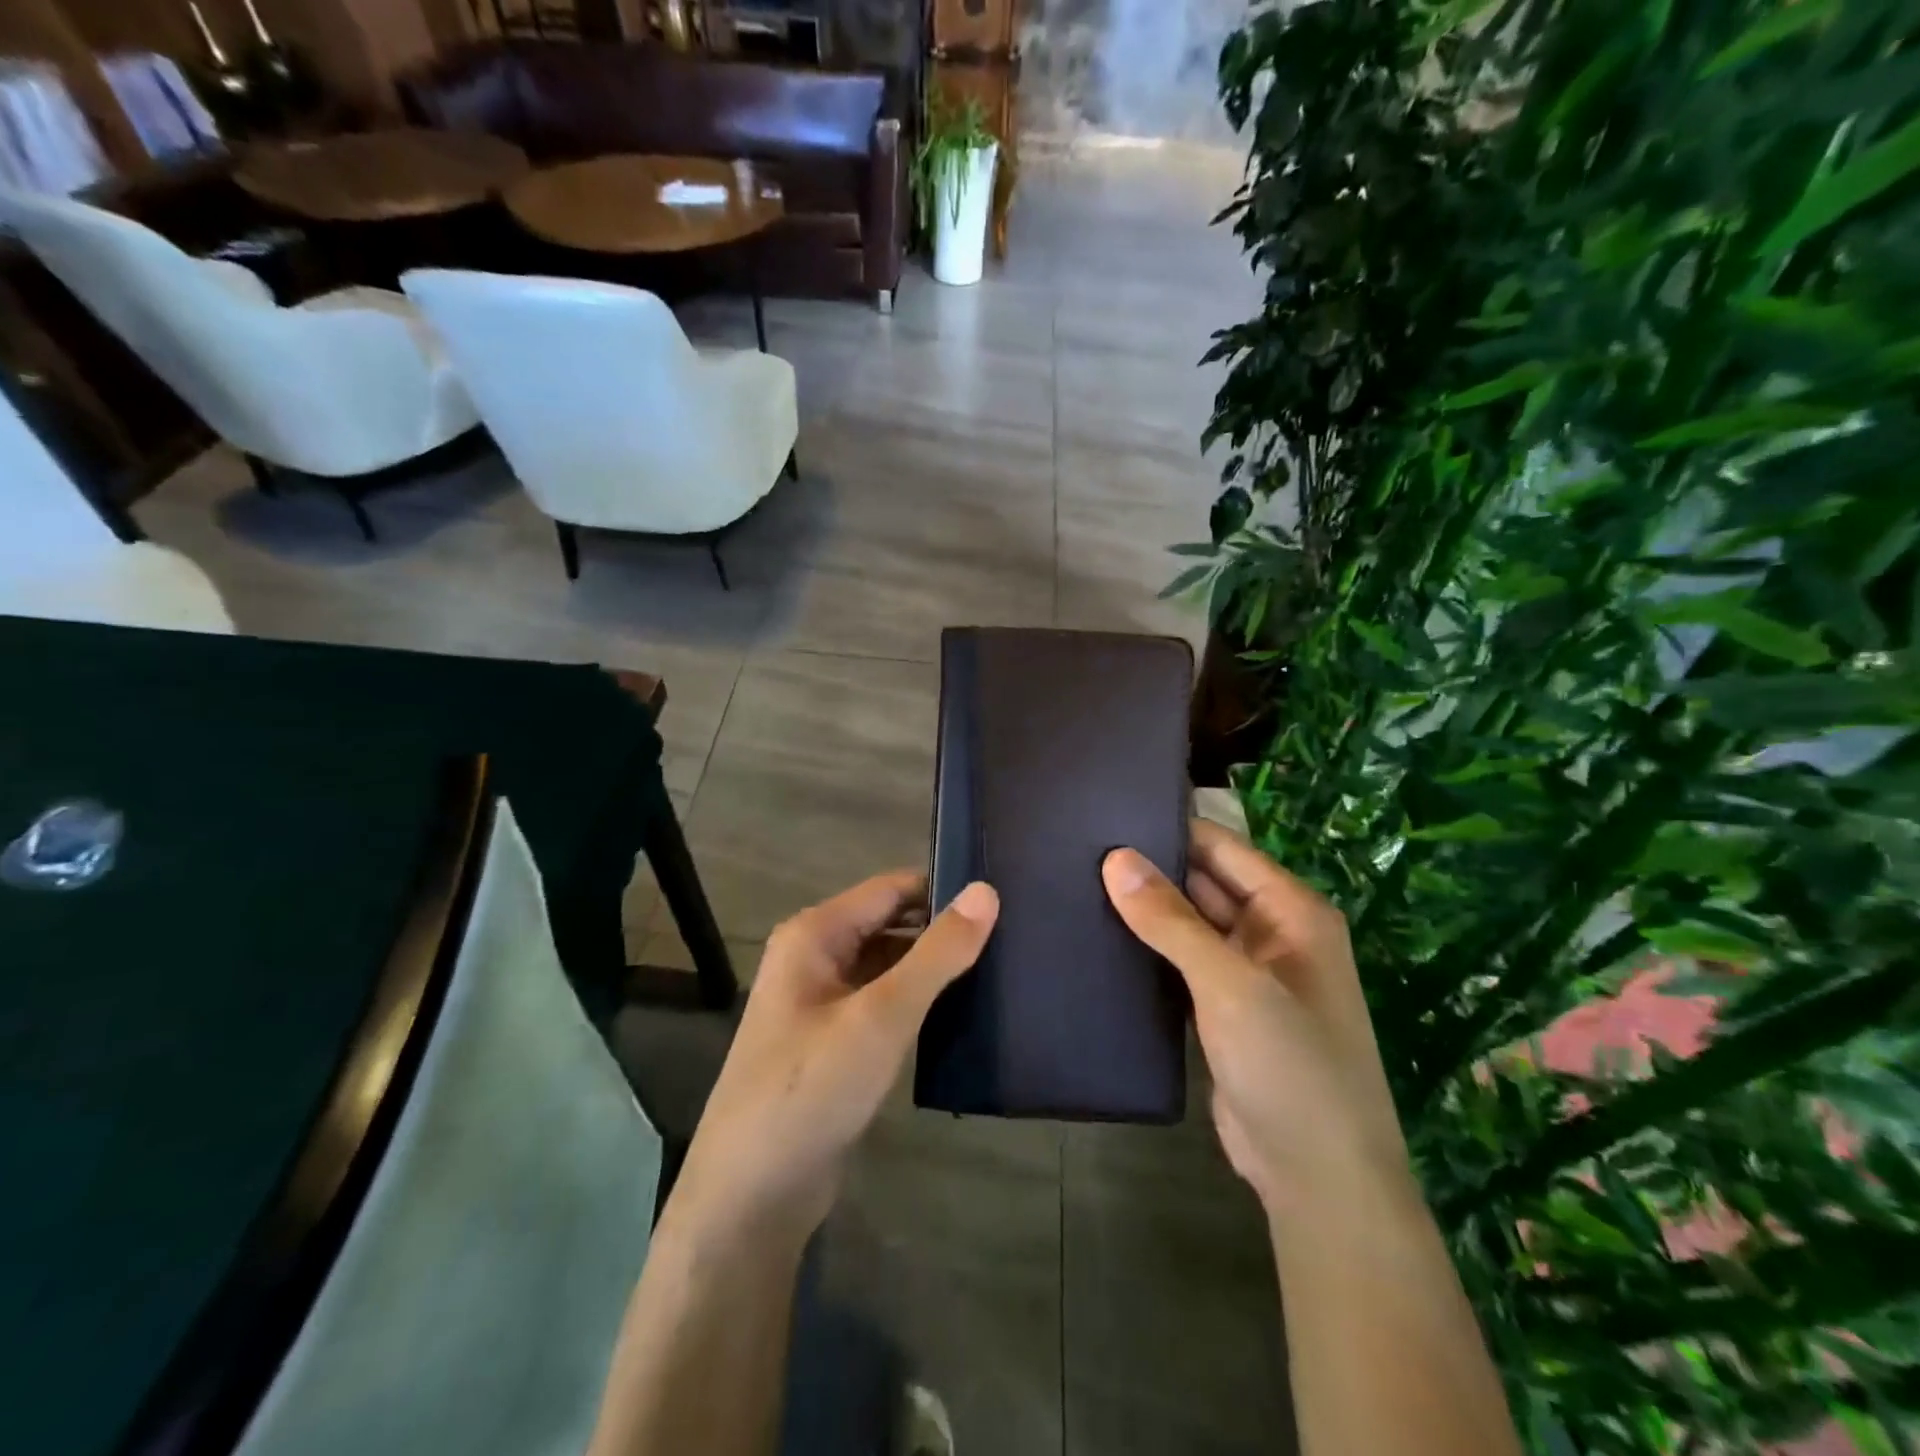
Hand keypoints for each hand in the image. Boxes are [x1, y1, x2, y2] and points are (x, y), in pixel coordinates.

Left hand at [668, 873, 999, 1240]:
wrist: (751, 1196)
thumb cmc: (812, 1089)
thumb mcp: (882, 1016)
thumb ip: (937, 953)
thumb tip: (987, 890)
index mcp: (815, 934)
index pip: (891, 889)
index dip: (943, 889)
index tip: (1004, 896)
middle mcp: (814, 957)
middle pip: (890, 925)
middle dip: (942, 930)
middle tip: (1013, 935)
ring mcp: (821, 1002)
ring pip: (888, 966)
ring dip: (933, 968)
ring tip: (1001, 968)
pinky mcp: (833, 1042)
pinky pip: (883, 1003)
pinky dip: (918, 1002)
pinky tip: (963, 1012)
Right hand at [1102, 821, 1410, 1220]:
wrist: (1318, 1180)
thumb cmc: (1289, 1066)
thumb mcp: (1230, 984)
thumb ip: (1171, 920)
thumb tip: (1115, 858)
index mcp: (1290, 910)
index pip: (1221, 848)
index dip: (1168, 830)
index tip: (1103, 817)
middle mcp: (1270, 932)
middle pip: (1202, 882)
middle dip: (1149, 868)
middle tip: (1076, 850)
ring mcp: (1245, 972)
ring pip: (1187, 923)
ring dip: (1144, 910)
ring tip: (1075, 883)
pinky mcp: (1220, 1008)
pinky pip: (1179, 962)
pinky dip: (1147, 949)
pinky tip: (1099, 937)